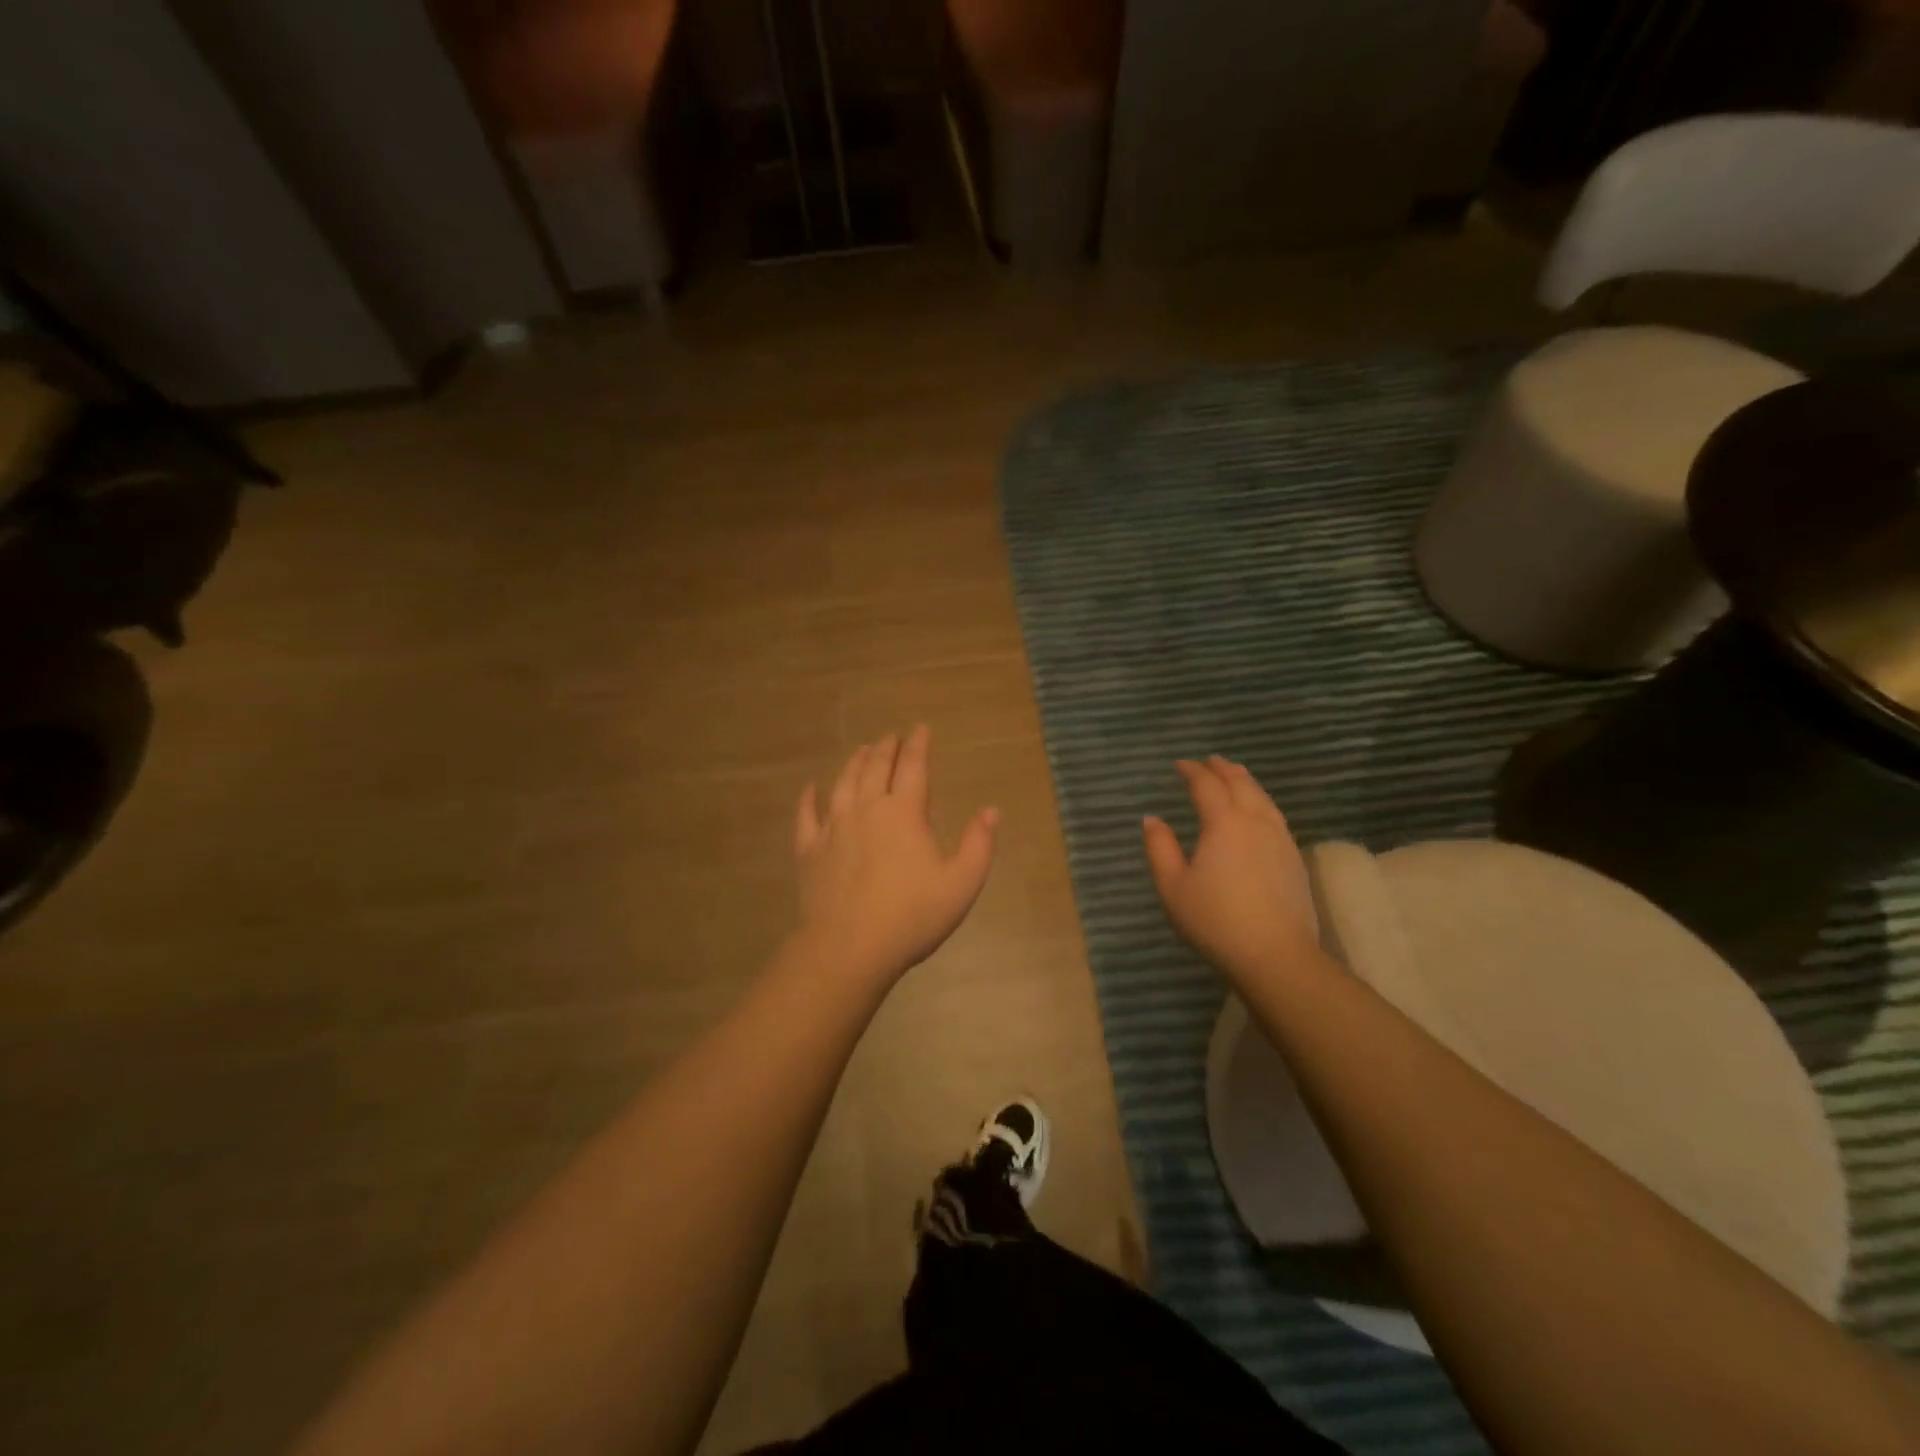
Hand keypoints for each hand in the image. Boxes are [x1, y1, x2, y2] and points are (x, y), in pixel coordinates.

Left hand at [793, 725, 998, 984]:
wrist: (850, 947)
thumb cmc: (913, 915)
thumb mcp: (962, 882)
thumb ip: (979, 843)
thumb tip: (991, 810)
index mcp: (904, 812)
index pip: (913, 766)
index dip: (918, 744)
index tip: (921, 728)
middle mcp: (867, 809)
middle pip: (875, 767)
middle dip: (886, 748)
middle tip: (891, 737)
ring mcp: (833, 827)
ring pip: (843, 783)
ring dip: (854, 763)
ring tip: (861, 750)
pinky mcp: (809, 850)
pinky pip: (806, 815)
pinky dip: (808, 797)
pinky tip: (810, 787)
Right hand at [1143, 757, 1317, 982]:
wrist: (1276, 954)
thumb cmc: (1215, 920)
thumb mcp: (1173, 886)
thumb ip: (1160, 848)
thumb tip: (1152, 819)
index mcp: (1223, 823)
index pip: (1207, 785)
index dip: (1193, 771)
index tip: (1180, 765)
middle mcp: (1255, 822)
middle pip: (1240, 784)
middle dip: (1223, 769)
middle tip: (1210, 761)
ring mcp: (1280, 839)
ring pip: (1263, 797)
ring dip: (1246, 781)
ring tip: (1236, 775)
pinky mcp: (1294, 858)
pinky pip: (1275, 815)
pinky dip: (1262, 801)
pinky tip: (1259, 811)